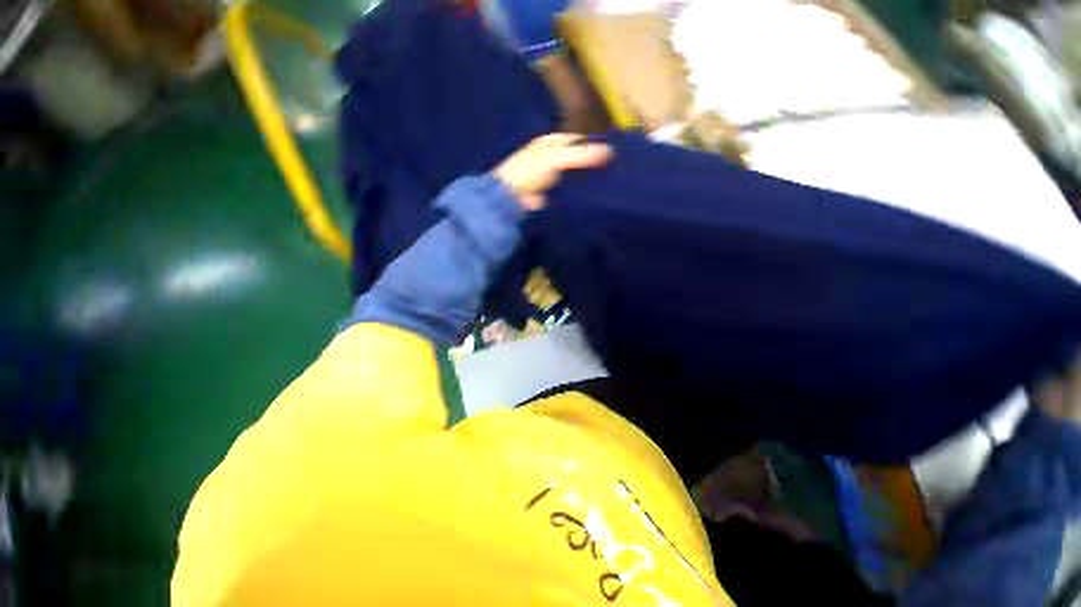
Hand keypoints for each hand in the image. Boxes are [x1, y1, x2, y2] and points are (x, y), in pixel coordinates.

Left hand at [493, 134, 612, 210]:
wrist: (510, 199)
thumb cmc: (529, 171)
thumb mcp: (555, 158)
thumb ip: (581, 155)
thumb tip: (611, 151)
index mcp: (553, 142)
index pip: (580, 141)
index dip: (596, 147)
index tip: (615, 157)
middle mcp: (553, 157)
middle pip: (579, 159)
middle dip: (593, 166)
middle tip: (614, 174)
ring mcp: (552, 177)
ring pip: (575, 176)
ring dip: (587, 181)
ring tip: (608, 187)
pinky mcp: (552, 194)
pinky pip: (569, 192)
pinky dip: (578, 195)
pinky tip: (593, 199)